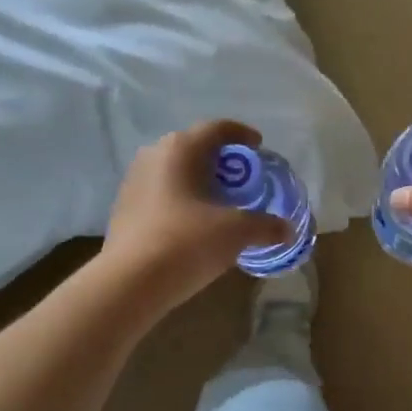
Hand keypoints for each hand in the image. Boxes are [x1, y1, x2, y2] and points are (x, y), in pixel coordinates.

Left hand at [100, 119, 292, 312]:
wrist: (130, 281)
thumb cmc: (187, 242)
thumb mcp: (236, 232)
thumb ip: (266, 226)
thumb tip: (287, 230)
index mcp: (182, 148)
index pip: (218, 128)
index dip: (242, 135)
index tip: (259, 147)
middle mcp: (154, 155)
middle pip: (195, 147)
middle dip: (221, 160)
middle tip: (242, 179)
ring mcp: (134, 181)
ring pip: (175, 171)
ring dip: (199, 181)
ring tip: (219, 202)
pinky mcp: (124, 207)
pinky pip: (161, 193)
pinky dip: (181, 200)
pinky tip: (193, 223)